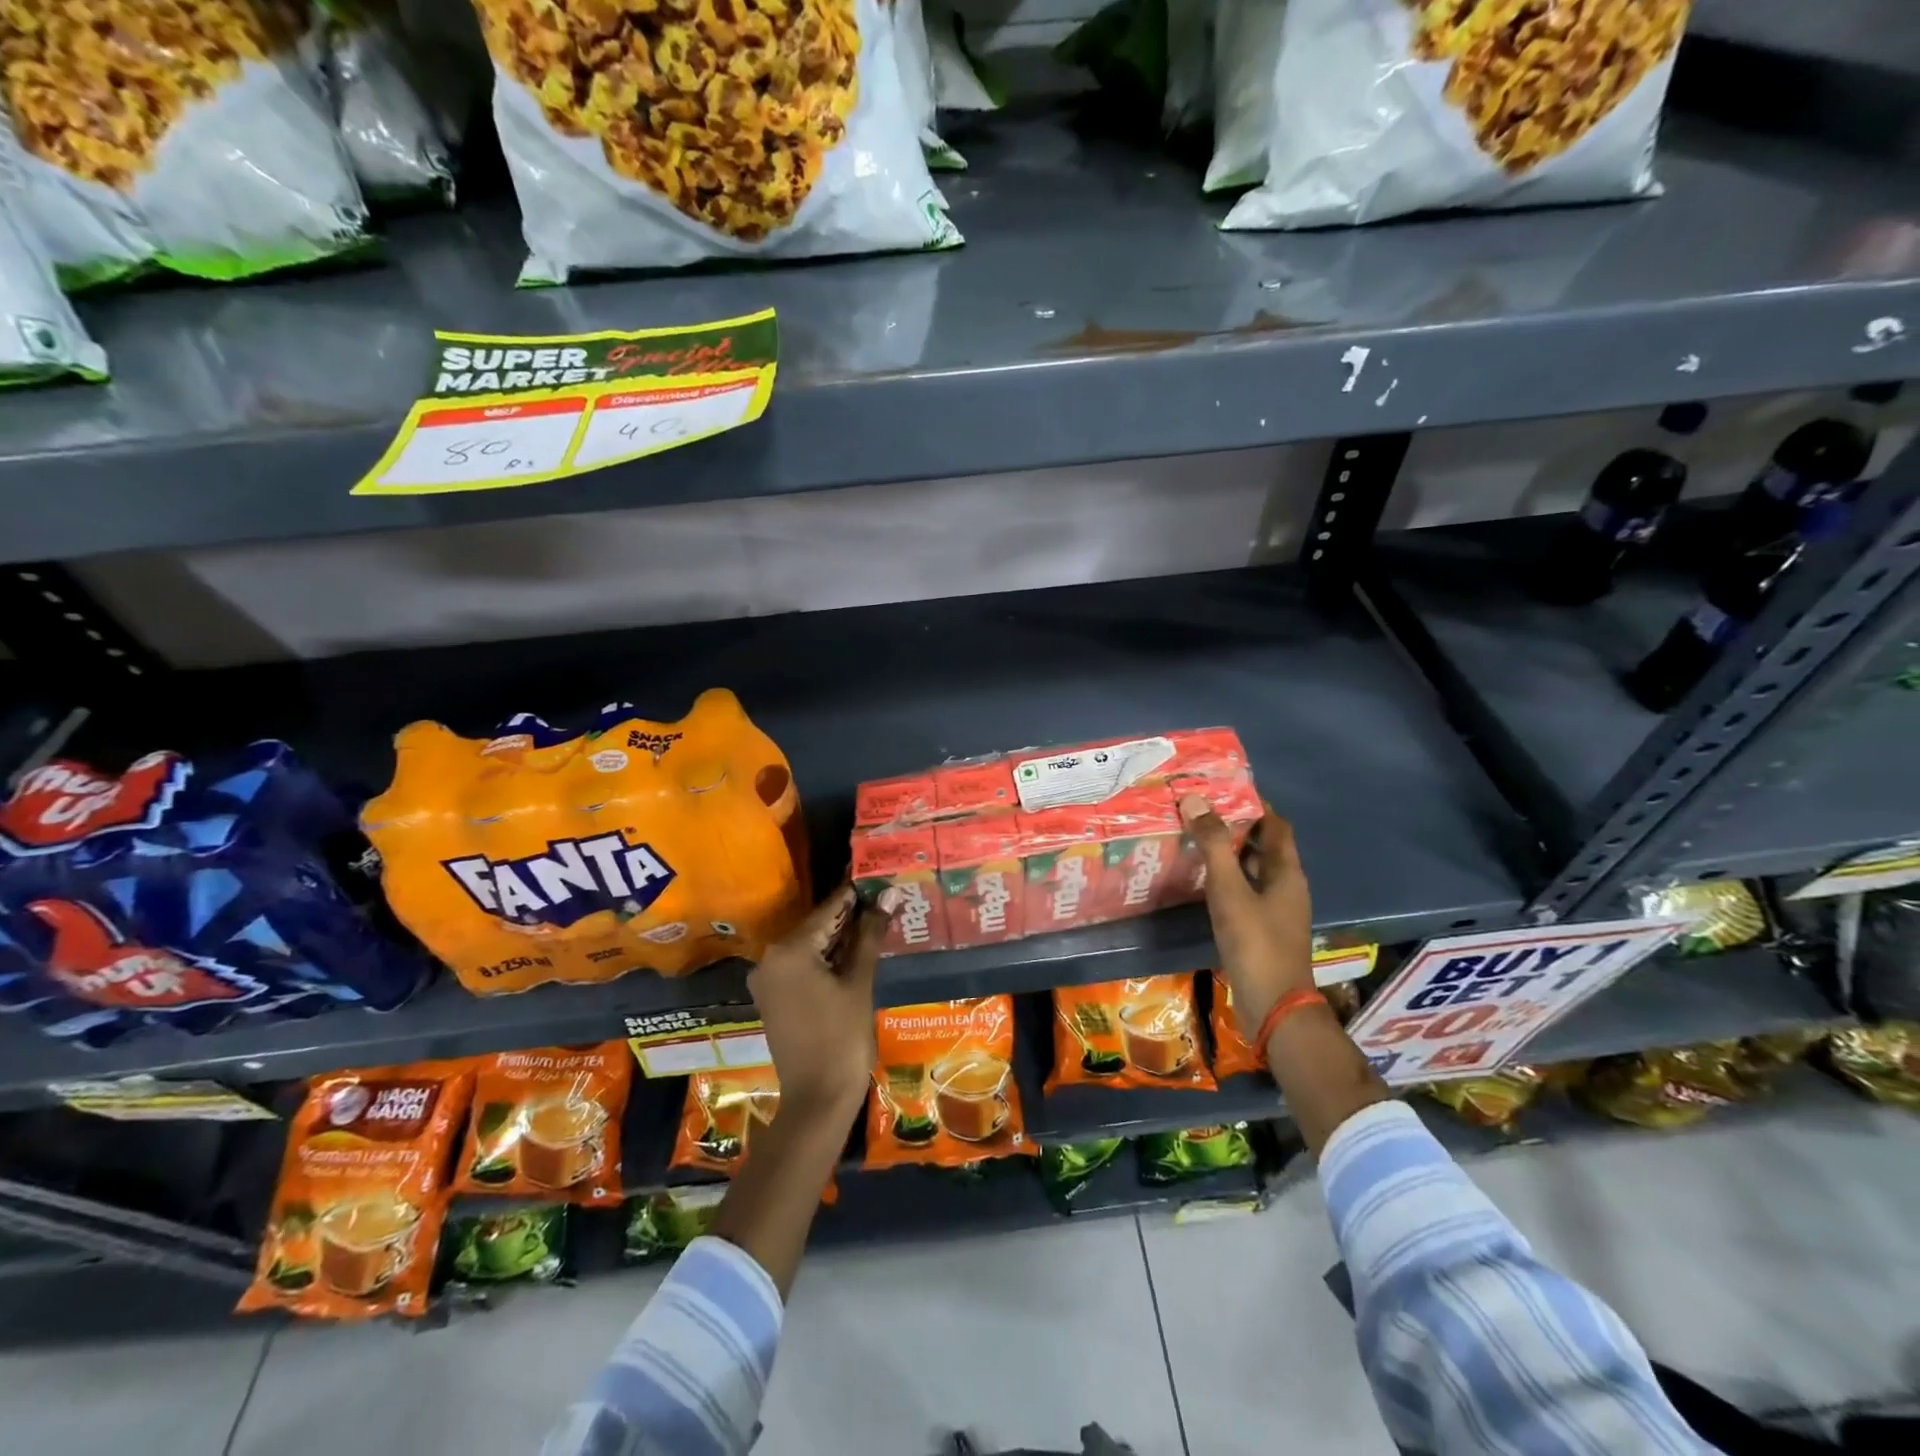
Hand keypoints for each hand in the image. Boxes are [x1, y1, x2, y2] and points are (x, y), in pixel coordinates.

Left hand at [748, 883, 886, 1122]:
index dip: (856, 894)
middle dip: (850, 916)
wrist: (817, 1100)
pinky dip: (825, 958)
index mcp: (789, 950)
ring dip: (839, 937)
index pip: (828, 910)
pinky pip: (801, 965)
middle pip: (816, 926)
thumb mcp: (859, 983)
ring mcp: (767, 980)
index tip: (879, 876)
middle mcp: (769, 958)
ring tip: (876, 921)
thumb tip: (889, 895)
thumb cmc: (842, 1038)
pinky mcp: (772, 997)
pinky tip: (854, 953)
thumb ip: (870, 935)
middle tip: (884, 899)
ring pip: (809, 946)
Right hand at [1178, 794, 1313, 1037]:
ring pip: (1252, 869)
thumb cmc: (1256, 943)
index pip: (1275, 824)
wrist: (1274, 1007)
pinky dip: (1227, 879)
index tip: (1221, 788)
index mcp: (1286, 871)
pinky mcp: (1263, 929)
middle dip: (1235, 825)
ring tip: (1194, 838)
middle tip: (1199, 810)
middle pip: (1263, 845)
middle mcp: (1286, 886)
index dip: (1253, 803)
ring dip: (1229, 853)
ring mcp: (1276, 910)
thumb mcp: (1230, 890)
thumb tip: (1195, 799)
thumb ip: (1213, 845)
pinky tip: (1201, 880)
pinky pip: (1245, 891)